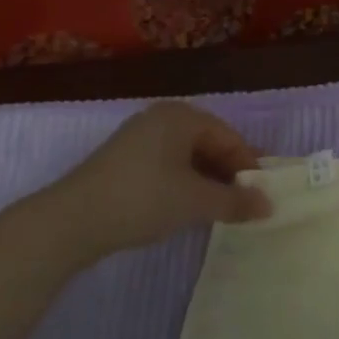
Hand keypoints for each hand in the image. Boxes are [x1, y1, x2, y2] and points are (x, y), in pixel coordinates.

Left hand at [37, 102, 271, 262]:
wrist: (68, 222)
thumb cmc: (142, 199)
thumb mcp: (196, 202)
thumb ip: (236, 201)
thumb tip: (269, 206)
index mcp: (182, 115)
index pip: (230, 137)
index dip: (249, 166)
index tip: (261, 196)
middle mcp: (161, 118)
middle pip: (209, 143)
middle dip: (228, 173)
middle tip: (244, 202)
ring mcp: (138, 138)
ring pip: (187, 156)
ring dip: (206, 180)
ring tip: (218, 208)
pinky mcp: (122, 161)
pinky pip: (167, 165)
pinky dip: (183, 183)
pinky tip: (186, 207)